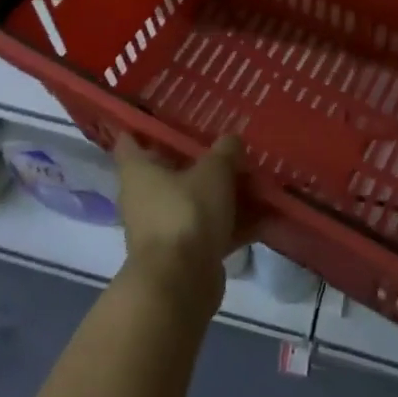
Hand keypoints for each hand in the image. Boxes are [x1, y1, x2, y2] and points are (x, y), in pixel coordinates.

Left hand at [113, 133, 249, 316]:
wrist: (180, 284)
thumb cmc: (186, 213)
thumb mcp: (214, 172)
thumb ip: (225, 151)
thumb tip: (232, 140)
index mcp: (138, 170)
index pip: (131, 139)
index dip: (145, 124)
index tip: (170, 112)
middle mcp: (143, 196)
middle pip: (171, 169)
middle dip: (200, 160)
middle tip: (228, 145)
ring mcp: (163, 227)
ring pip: (195, 200)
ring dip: (222, 193)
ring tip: (256, 179)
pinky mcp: (183, 253)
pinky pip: (210, 229)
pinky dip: (233, 223)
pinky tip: (266, 215)